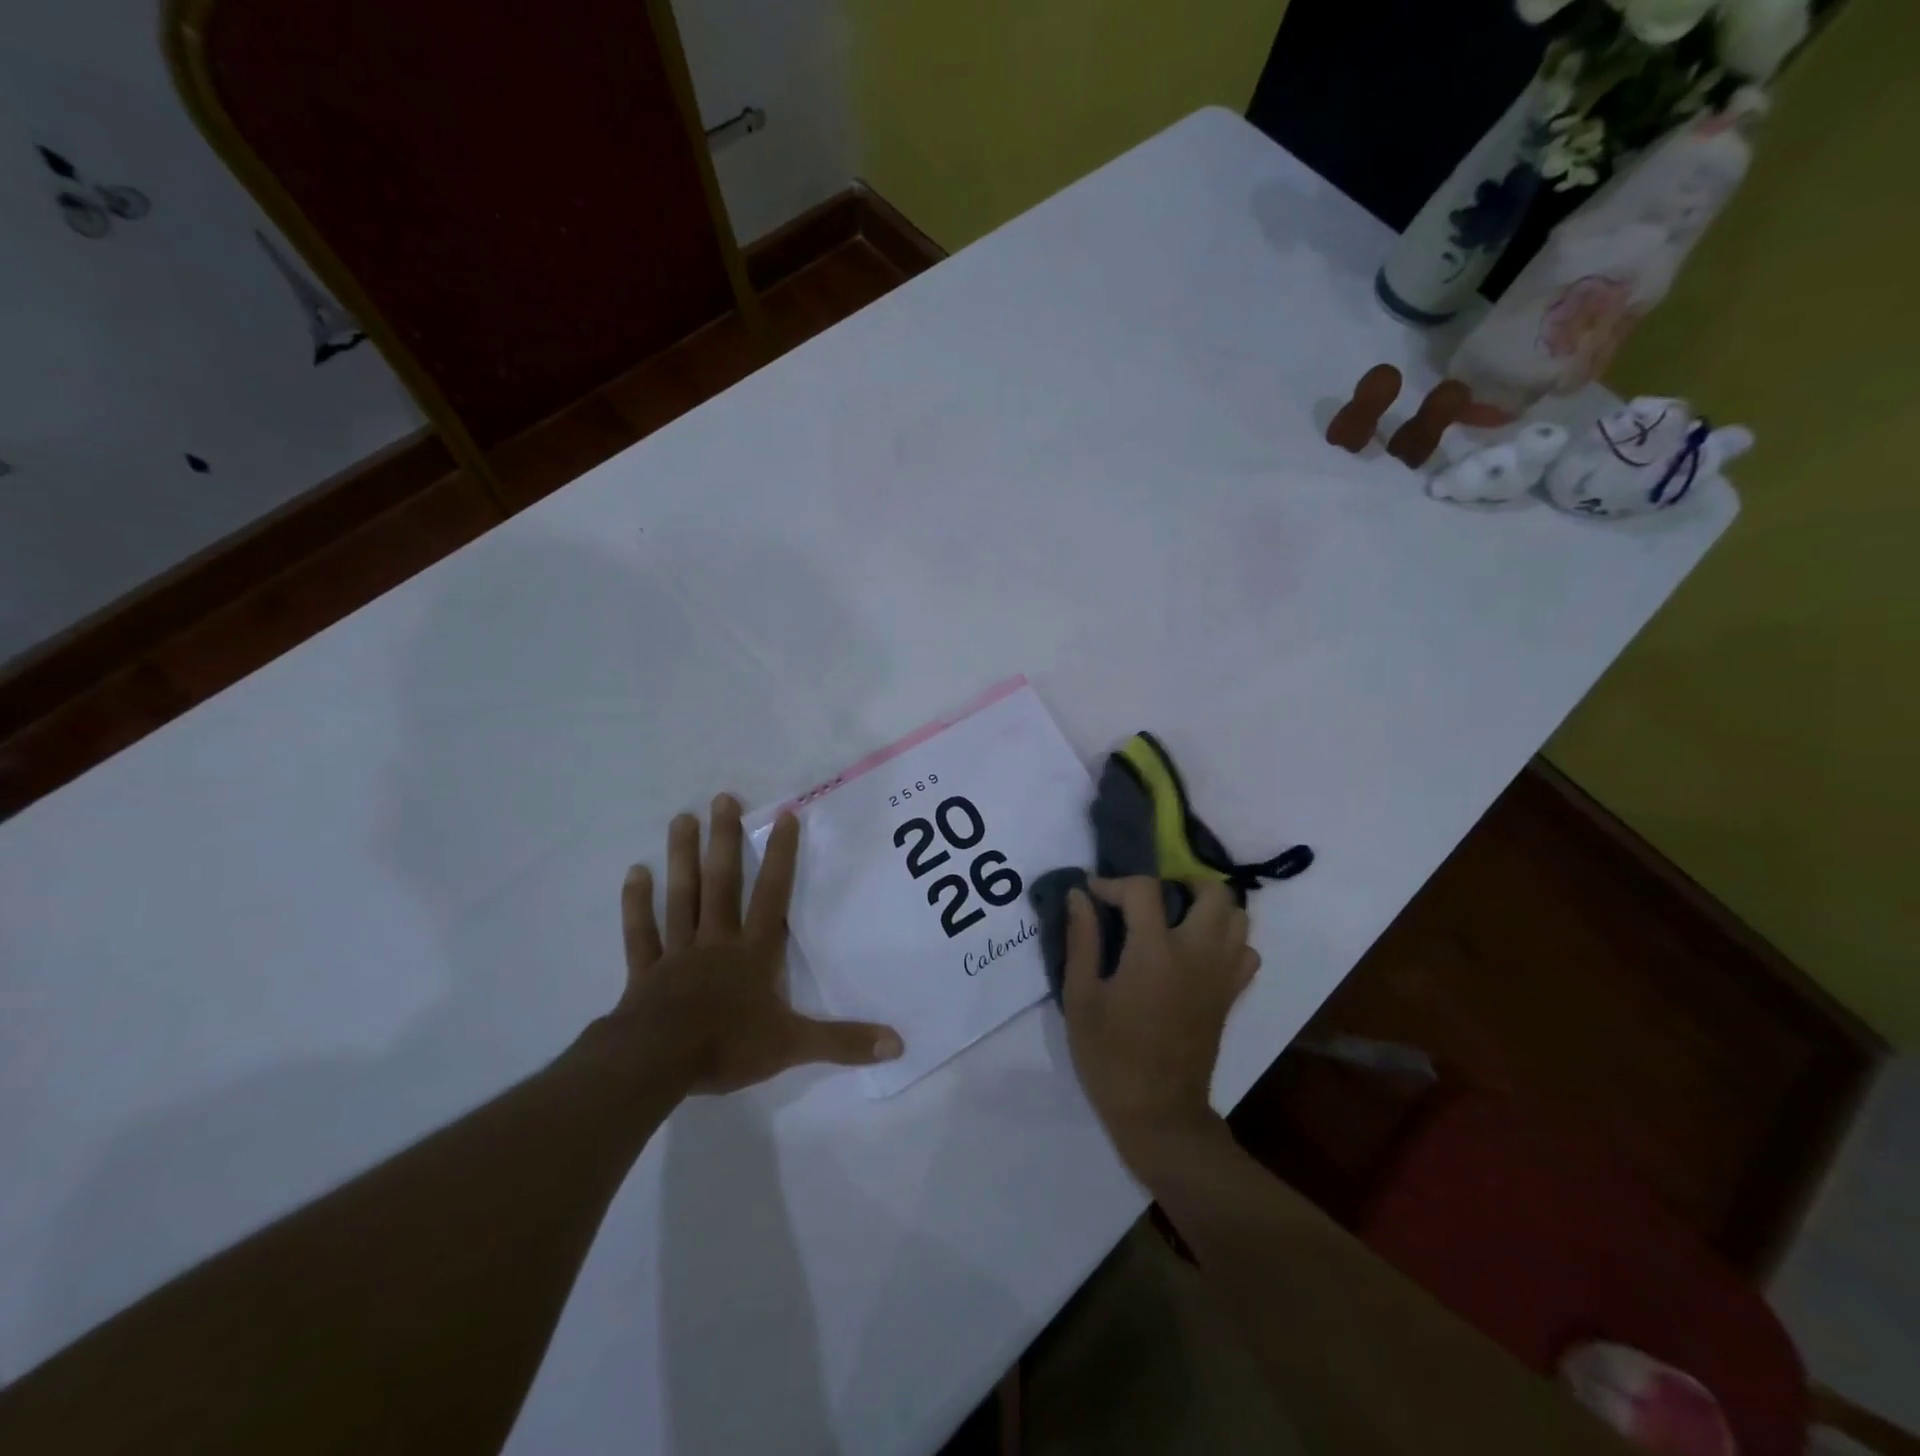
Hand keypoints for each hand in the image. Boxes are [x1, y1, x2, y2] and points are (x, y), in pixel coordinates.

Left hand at [609, 795, 903, 1094]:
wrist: (658, 1064)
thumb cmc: (728, 1047)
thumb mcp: (793, 1045)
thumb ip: (844, 1042)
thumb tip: (898, 1044)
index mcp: (753, 953)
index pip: (772, 895)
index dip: (780, 856)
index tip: (783, 816)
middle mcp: (717, 941)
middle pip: (721, 883)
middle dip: (723, 841)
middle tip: (721, 798)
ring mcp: (677, 953)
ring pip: (682, 897)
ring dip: (682, 858)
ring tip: (681, 818)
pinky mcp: (646, 972)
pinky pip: (642, 933)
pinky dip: (637, 905)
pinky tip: (634, 873)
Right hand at [1061, 878, 1258, 1167]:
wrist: (1158, 1112)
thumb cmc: (1110, 1055)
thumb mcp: (1081, 997)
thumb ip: (1082, 940)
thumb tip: (1079, 894)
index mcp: (1155, 952)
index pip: (1144, 889)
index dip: (1114, 883)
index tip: (1094, 893)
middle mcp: (1198, 954)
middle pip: (1213, 891)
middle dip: (1180, 882)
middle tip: (1149, 899)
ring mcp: (1222, 975)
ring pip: (1237, 917)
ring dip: (1208, 907)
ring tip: (1175, 919)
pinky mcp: (1231, 996)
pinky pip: (1245, 952)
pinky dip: (1227, 940)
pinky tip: (1197, 952)